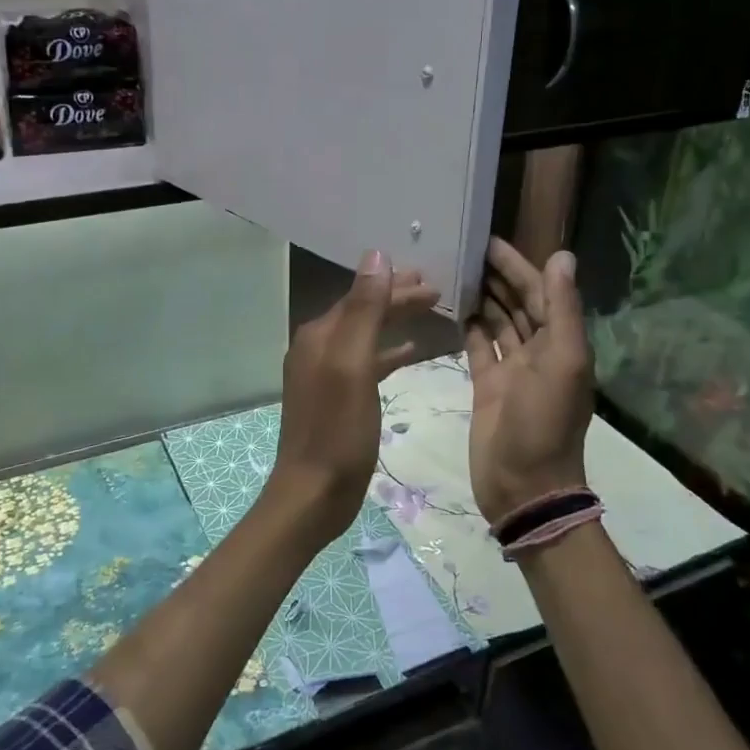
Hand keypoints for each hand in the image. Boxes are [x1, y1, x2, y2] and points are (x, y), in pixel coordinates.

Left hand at [272, 250, 439, 541]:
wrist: (313, 492)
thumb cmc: (337, 430)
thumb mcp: (353, 365)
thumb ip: (364, 310)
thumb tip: (376, 256)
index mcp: (320, 335)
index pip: (361, 296)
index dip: (395, 285)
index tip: (432, 278)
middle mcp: (317, 348)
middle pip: (363, 311)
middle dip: (397, 298)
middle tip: (436, 290)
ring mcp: (325, 374)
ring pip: (366, 335)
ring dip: (394, 321)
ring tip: (429, 312)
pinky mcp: (336, 398)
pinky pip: (366, 363)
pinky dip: (388, 353)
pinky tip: (410, 353)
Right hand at [465, 237, 593, 525]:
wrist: (522, 487)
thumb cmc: (544, 424)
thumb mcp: (563, 363)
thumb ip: (562, 310)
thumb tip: (562, 256)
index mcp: (562, 343)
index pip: (541, 292)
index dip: (520, 265)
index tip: (490, 240)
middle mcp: (539, 351)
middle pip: (519, 303)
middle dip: (498, 276)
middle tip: (464, 248)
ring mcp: (511, 369)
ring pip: (497, 322)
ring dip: (483, 297)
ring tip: (454, 270)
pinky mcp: (486, 384)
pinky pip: (477, 346)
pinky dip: (468, 326)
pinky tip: (451, 306)